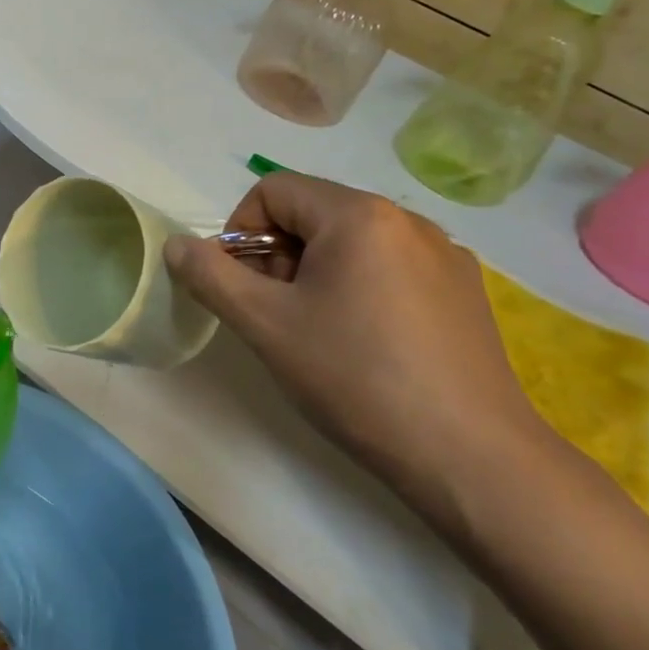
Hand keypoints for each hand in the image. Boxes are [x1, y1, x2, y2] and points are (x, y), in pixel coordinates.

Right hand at [164, 173, 547, 514]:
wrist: (472, 460)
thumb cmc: (355, 377)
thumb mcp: (264, 324)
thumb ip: (210, 275)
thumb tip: (177, 245)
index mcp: (358, 214)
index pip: (273, 190)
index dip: (241, 231)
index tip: (243, 287)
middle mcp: (406, 219)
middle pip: (312, 213)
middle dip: (277, 254)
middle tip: (275, 314)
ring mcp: (443, 254)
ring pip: (351, 241)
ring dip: (315, 272)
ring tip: (317, 332)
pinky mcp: (464, 291)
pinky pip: (390, 266)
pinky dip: (359, 287)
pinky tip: (366, 342)